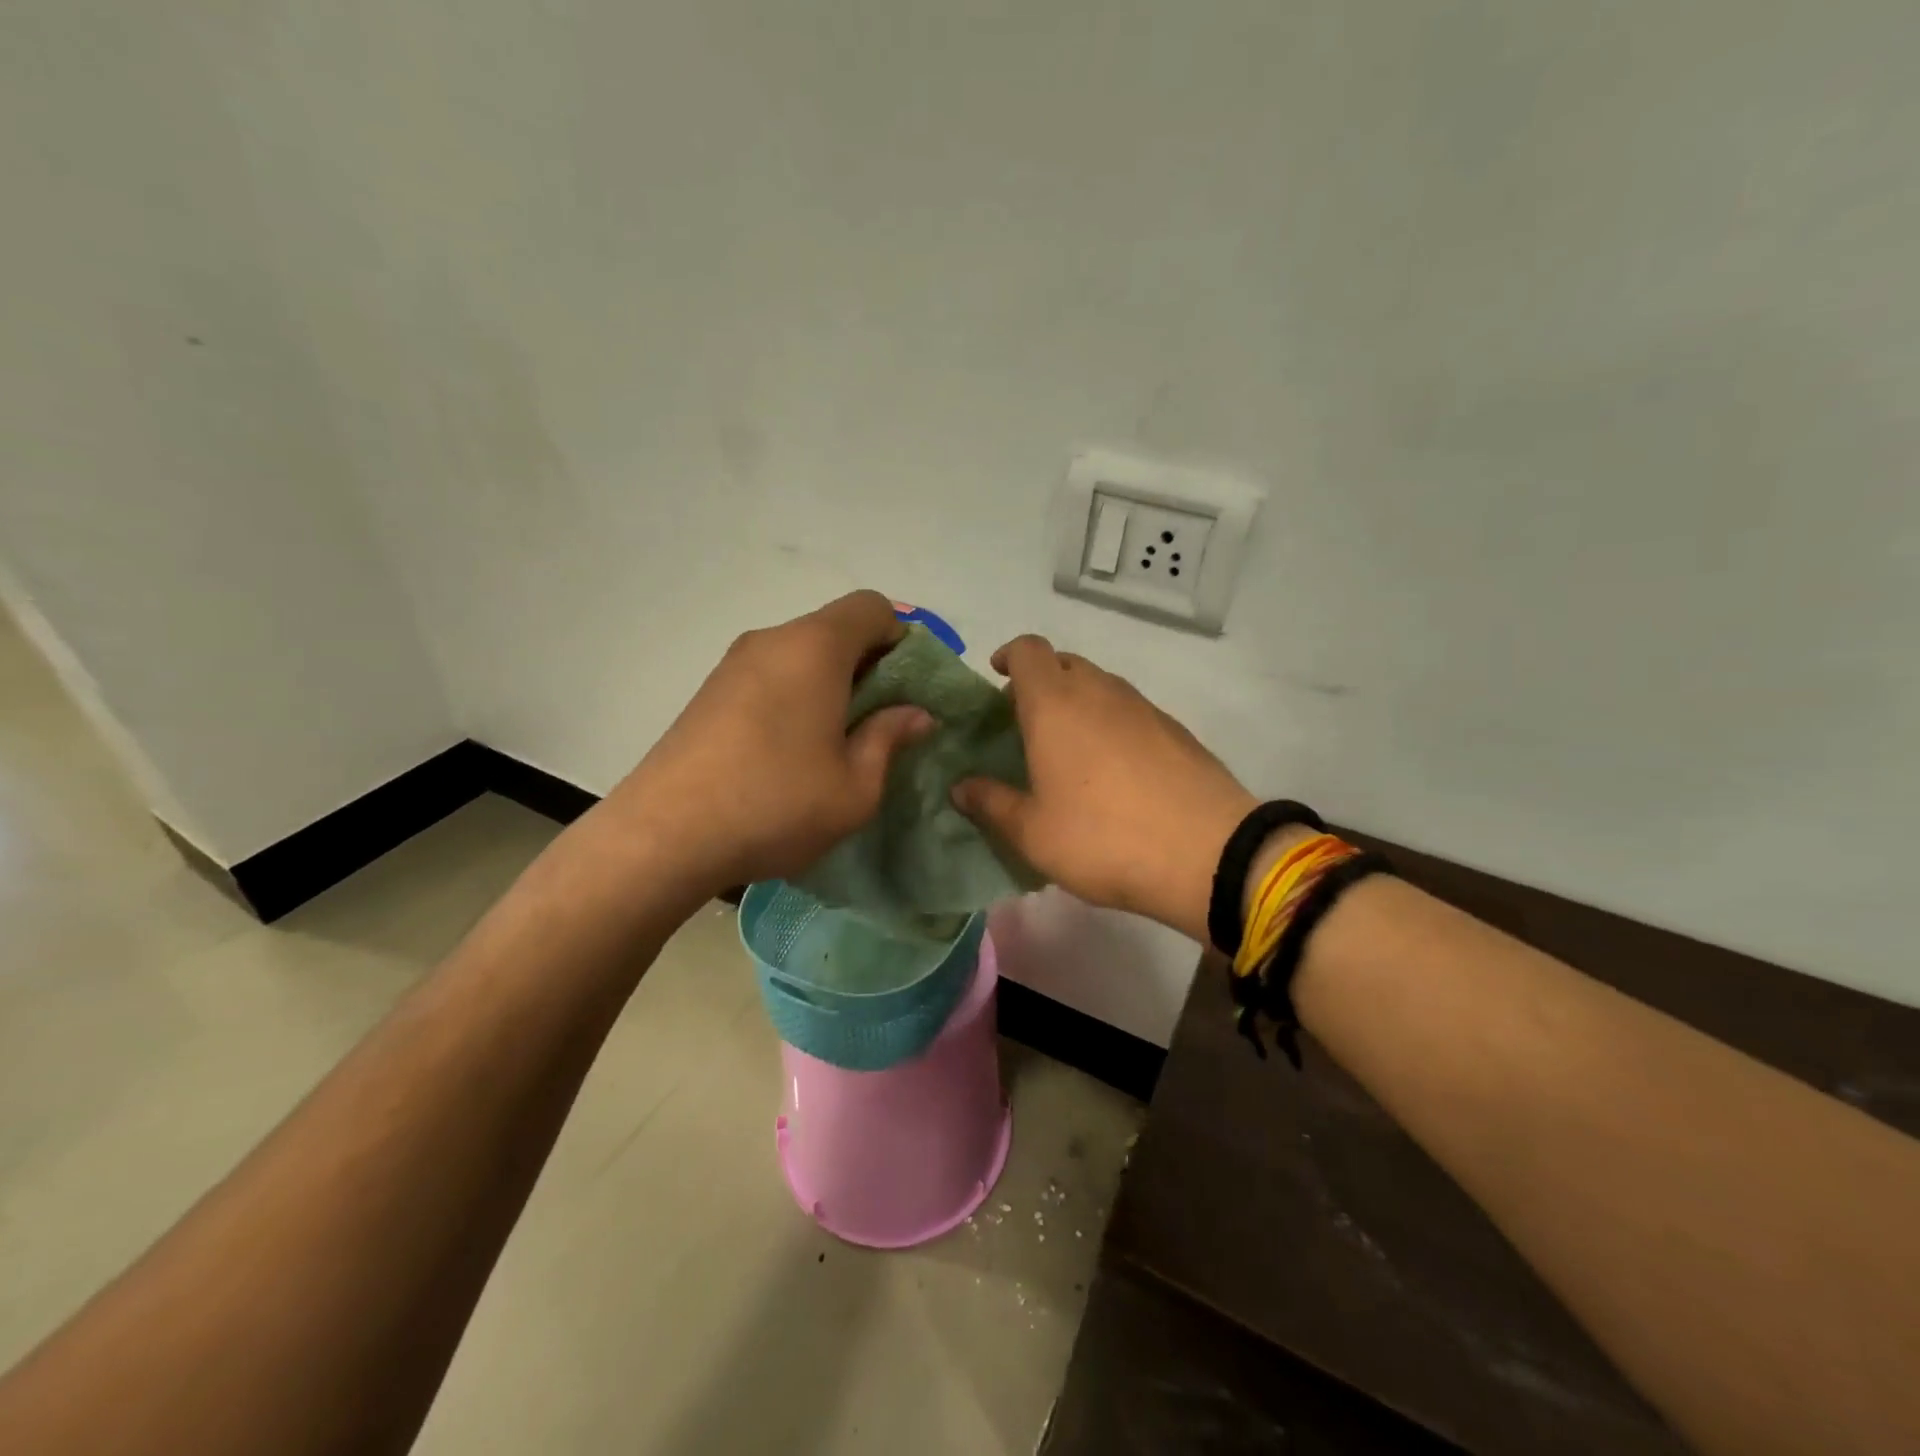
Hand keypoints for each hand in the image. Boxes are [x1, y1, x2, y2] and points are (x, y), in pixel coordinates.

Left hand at [606, 591, 932, 898]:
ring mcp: (733, 664)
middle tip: (879, 724)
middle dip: (869, 666)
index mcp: (815, 648)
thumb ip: (890, 739)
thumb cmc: (776, 804)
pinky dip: (795, 696)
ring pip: (801, 654)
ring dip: (830, 684)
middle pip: (835, 629)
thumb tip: (915, 713)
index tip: (906, 691)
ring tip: (834, 743)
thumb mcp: (855, 786)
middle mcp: (772, 640)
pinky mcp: (709, 692)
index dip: (901, 640)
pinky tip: (790, 751)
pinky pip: (770, 675)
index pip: (872, 607)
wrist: (664, 836)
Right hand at [952, 635, 1255, 943]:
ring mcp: (1144, 707)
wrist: (1208, 853)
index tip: (998, 676)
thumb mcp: (1032, 832)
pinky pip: (1130, 711)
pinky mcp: (1175, 730)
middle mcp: (1100, 692)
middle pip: (1065, 663)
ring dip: (1078, 703)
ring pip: (1101, 686)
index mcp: (1056, 704)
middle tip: (1026, 722)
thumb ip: (991, 804)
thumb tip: (960, 787)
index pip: (1029, 650)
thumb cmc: (1102, 838)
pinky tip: (1112, 771)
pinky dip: (1111, 723)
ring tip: (1067, 750)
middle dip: (1040, 682)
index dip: (1010, 655)